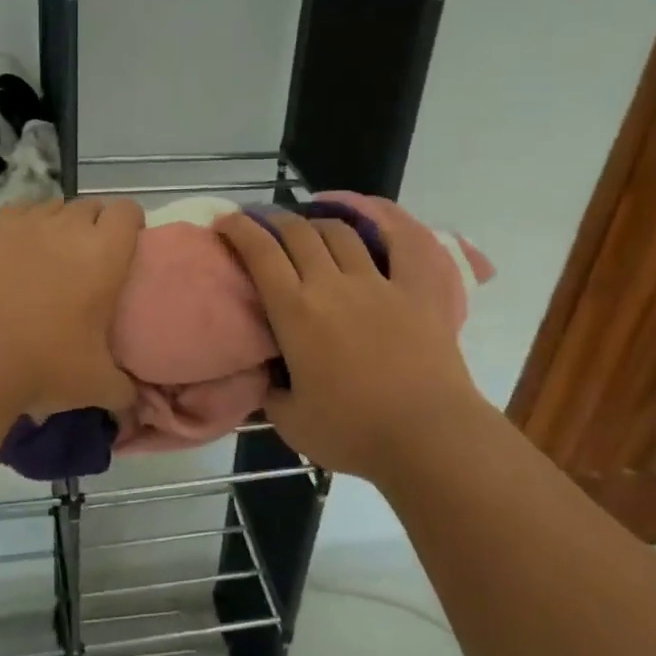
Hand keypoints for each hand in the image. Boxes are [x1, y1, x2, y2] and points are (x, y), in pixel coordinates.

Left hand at [0, 197, 143, 419]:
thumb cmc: (44, 365)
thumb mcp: (96, 386)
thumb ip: (123, 389)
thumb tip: (131, 399)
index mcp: (105, 253)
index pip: (129, 211)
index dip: (130, 226)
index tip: (125, 250)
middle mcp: (69, 226)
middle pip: (90, 206)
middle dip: (94, 225)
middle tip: (88, 261)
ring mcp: (26, 223)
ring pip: (53, 206)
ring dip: (58, 225)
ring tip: (49, 256)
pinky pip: (17, 212)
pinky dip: (22, 226)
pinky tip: (14, 252)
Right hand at [212, 206, 481, 486]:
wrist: (429, 439)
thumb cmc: (353, 433)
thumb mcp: (290, 421)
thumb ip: (271, 392)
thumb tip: (267, 376)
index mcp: (295, 312)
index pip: (260, 253)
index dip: (239, 229)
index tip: (226, 222)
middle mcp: (332, 285)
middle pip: (298, 232)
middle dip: (273, 219)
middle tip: (263, 224)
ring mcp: (379, 283)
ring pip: (342, 232)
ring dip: (318, 223)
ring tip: (310, 229)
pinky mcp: (418, 291)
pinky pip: (405, 242)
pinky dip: (387, 221)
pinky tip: (374, 216)